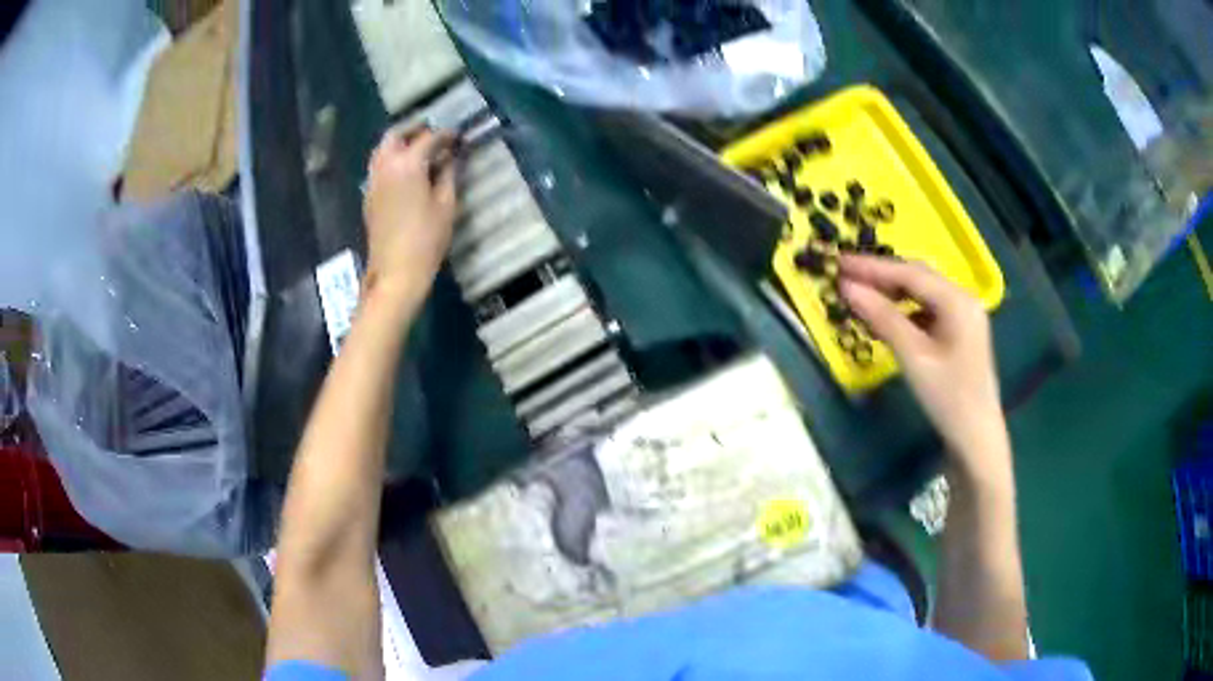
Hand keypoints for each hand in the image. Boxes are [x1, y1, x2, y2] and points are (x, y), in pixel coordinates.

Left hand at [362, 128, 457, 304]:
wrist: (395, 271)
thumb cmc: (426, 239)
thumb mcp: (446, 205)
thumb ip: (448, 175)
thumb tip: (450, 158)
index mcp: (408, 164)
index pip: (428, 138)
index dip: (445, 134)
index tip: (458, 136)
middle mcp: (386, 166)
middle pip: (395, 135)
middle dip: (414, 130)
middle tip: (433, 135)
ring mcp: (373, 181)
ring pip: (382, 149)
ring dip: (399, 143)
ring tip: (418, 150)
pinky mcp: (369, 196)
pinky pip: (378, 166)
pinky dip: (391, 159)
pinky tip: (405, 171)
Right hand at [840, 255, 1009, 476]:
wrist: (977, 440)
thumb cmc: (948, 399)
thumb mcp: (914, 357)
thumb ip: (882, 318)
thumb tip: (847, 288)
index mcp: (957, 300)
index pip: (910, 274)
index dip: (872, 267)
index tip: (838, 262)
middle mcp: (963, 299)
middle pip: (918, 278)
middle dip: (881, 275)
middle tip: (844, 273)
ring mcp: (963, 316)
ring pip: (922, 293)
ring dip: (891, 291)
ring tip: (860, 293)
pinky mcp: (959, 333)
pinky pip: (927, 311)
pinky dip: (904, 310)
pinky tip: (886, 318)